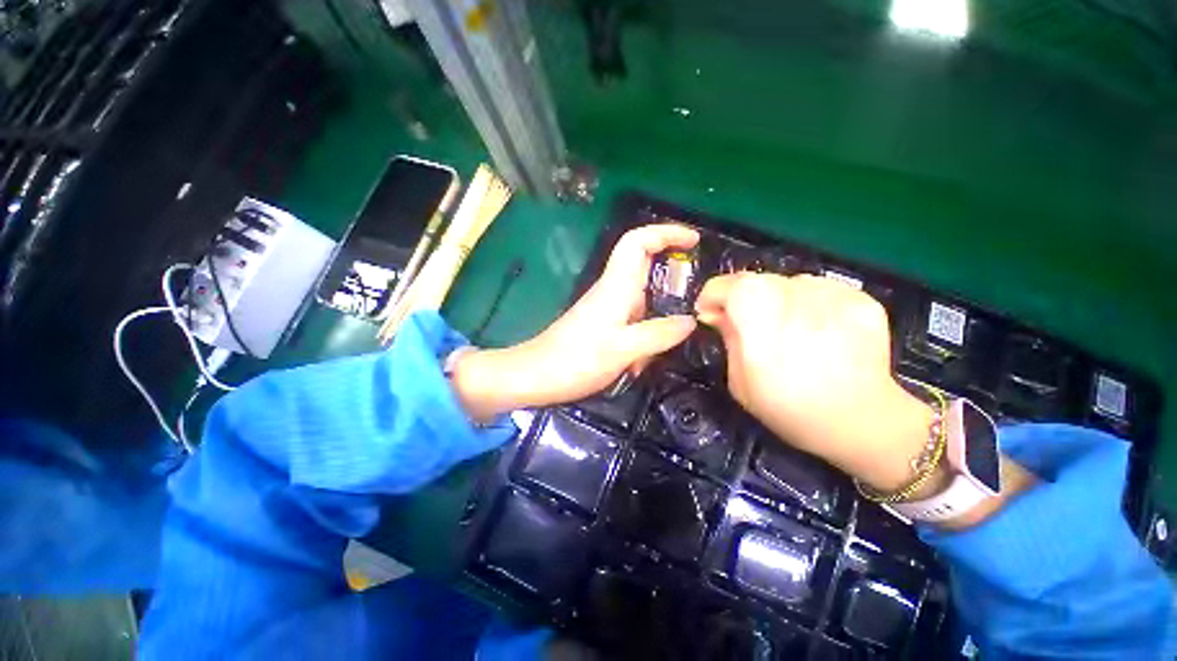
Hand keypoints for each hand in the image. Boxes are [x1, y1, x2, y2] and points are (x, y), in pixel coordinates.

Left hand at [452, 224, 697, 419]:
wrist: (536, 375)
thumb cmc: (576, 360)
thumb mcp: (623, 350)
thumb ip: (659, 335)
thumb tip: (690, 321)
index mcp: (616, 286)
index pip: (638, 242)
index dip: (666, 232)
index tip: (694, 240)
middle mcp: (612, 290)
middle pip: (644, 265)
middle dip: (672, 275)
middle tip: (697, 295)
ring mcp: (606, 307)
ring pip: (642, 298)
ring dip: (659, 317)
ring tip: (667, 345)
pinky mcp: (602, 324)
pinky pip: (634, 319)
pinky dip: (646, 334)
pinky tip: (645, 360)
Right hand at [695, 273, 933, 491]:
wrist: (862, 422)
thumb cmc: (788, 408)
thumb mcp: (739, 379)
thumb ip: (727, 337)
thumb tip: (716, 313)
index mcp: (756, 316)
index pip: (723, 285)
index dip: (712, 298)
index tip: (712, 315)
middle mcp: (793, 295)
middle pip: (755, 280)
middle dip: (743, 299)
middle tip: (750, 326)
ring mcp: (830, 293)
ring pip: (787, 283)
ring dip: (777, 300)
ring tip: (788, 330)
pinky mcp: (859, 298)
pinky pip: (819, 290)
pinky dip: (809, 304)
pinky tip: (817, 331)